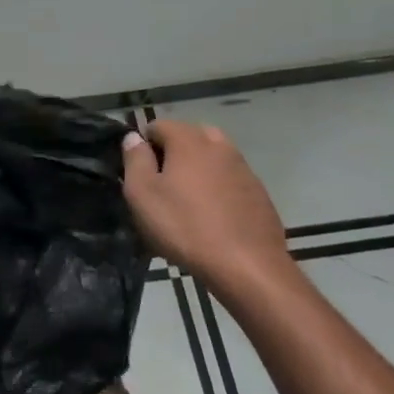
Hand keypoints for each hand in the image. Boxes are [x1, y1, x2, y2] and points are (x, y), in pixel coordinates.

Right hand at [121, 120, 292, 300]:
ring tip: (188, 203)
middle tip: (163, 186)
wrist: (249, 268)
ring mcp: (243, 168)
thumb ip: (135, 159)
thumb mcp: (143, 194)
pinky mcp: (259, 193)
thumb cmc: (186, 227)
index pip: (157, 126)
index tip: (140, 174)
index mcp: (188, 140)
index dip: (143, 146)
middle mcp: (219, 145)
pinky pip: (231, 180)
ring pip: (212, 158)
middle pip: (188, 137)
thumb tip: (133, 137)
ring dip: (198, 170)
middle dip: (173, 154)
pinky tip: (213, 218)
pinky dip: (219, 189)